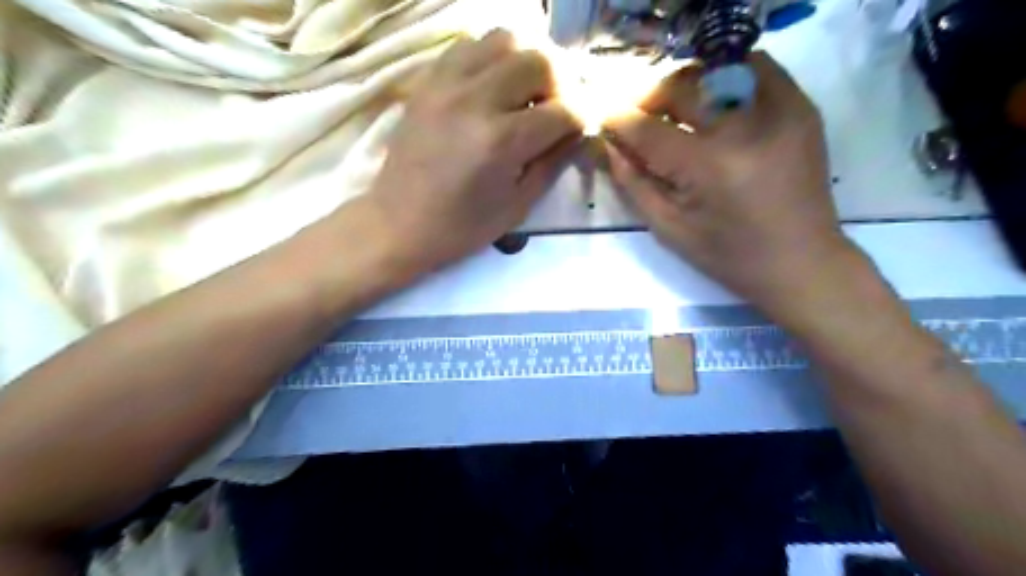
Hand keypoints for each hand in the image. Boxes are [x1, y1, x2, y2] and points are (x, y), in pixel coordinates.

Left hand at [365, 27, 580, 275]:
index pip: (564, 111)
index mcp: (502, 142)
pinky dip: (493, 57)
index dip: (582, 118)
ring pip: (506, 39)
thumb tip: (579, 133)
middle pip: (540, 61)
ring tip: (528, 91)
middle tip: (558, 108)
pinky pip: (470, 45)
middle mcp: (476, 100)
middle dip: (562, 84)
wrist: (398, 224)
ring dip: (528, 61)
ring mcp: (447, 84)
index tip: (581, 128)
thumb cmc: (461, 227)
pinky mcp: (428, 80)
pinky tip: (494, 84)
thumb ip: (553, 164)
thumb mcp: (517, 207)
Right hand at [603, 52, 858, 323]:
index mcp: (707, 166)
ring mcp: (778, 110)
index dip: (619, 121)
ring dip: (685, 85)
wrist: (801, 261)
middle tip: (639, 116)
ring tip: (675, 110)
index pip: (648, 129)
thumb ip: (634, 184)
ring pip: (715, 70)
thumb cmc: (729, 255)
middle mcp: (743, 127)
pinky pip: (755, 68)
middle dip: (649, 98)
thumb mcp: (670, 229)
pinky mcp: (800, 107)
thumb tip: (609, 147)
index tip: (603, 119)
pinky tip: (712, 101)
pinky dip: (725, 76)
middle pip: (681, 88)